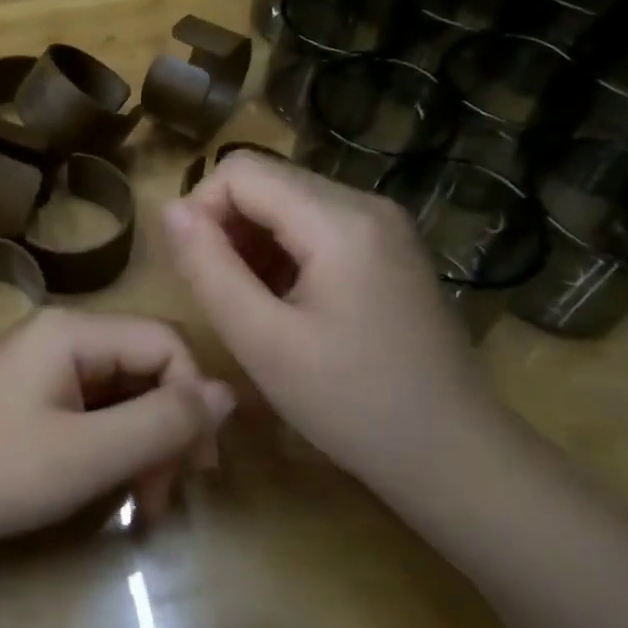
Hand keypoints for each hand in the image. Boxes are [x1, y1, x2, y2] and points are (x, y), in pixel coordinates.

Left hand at [0, 308, 233, 551]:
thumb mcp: (90, 453)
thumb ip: (163, 421)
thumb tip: (229, 394)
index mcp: (74, 330)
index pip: (165, 343)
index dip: (194, 399)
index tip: (200, 466)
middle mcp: (63, 333)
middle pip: (146, 366)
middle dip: (168, 429)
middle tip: (167, 494)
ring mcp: (46, 361)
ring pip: (124, 390)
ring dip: (144, 443)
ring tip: (144, 502)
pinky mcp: (36, 391)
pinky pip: (96, 405)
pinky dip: (115, 444)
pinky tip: (116, 485)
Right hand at [161, 151, 502, 484]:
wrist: (456, 457)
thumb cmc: (354, 405)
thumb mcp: (263, 342)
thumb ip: (209, 268)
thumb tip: (170, 210)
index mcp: (339, 219)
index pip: (239, 170)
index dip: (201, 210)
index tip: (195, 271)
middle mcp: (366, 203)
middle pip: (265, 181)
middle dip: (227, 228)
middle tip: (222, 295)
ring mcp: (383, 225)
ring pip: (287, 203)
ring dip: (252, 243)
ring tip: (252, 305)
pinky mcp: (388, 249)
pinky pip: (315, 226)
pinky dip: (283, 254)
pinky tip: (286, 305)